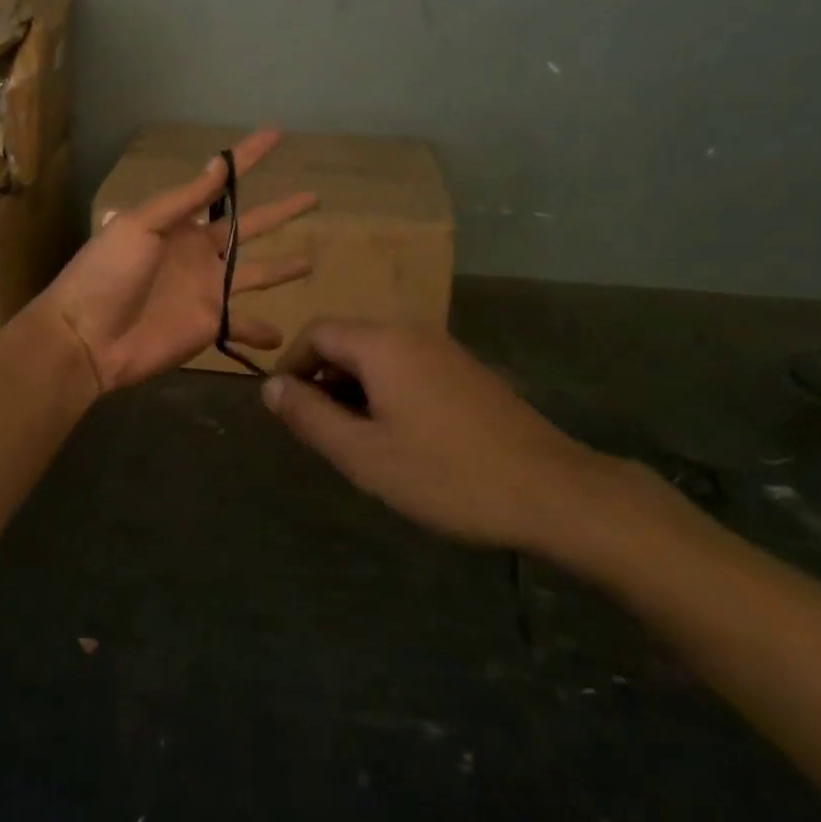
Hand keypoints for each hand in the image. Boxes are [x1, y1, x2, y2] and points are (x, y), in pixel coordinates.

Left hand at [41, 127, 317, 392]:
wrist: (87, 337)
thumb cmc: (107, 273)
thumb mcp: (140, 225)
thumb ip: (183, 200)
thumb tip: (219, 163)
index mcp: (180, 223)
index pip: (221, 184)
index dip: (247, 159)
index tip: (276, 135)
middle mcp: (200, 252)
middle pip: (250, 227)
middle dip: (280, 212)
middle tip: (312, 197)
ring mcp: (208, 290)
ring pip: (256, 273)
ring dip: (282, 269)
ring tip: (310, 262)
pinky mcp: (210, 325)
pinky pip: (243, 326)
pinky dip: (261, 331)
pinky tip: (282, 336)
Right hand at [262, 320, 631, 561]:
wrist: (551, 490)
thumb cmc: (446, 474)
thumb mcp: (364, 454)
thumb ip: (310, 416)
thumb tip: (270, 386)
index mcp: (382, 343)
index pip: (317, 332)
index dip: (291, 365)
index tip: (285, 410)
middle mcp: (411, 332)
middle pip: (348, 341)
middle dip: (323, 380)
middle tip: (322, 434)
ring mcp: (444, 349)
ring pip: (379, 356)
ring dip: (355, 389)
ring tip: (359, 442)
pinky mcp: (466, 370)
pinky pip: (408, 367)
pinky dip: (386, 391)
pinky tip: (401, 437)